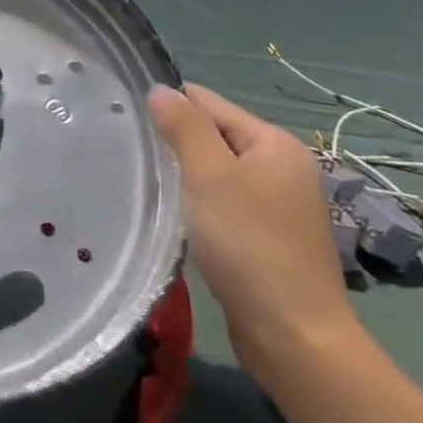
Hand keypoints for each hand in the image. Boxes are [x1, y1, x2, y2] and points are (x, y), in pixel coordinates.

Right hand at [148, 83, 361, 388]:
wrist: (293, 334)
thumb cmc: (248, 244)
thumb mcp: (208, 176)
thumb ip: (184, 127)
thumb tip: (160, 89)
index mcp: (274, 143)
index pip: (209, 103)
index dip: (170, 108)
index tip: (129, 121)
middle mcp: (283, 166)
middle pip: (215, 135)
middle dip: (177, 141)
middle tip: (134, 155)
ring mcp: (279, 203)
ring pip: (218, 170)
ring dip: (186, 174)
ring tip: (148, 182)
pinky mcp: (268, 235)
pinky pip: (225, 200)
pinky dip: (200, 201)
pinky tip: (177, 214)